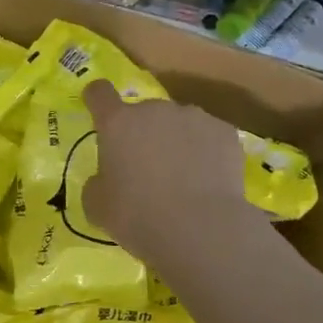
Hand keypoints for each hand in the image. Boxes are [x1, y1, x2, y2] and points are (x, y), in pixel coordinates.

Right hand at [83, 79, 250, 258]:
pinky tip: (207, 180)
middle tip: (145, 168)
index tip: (99, 111)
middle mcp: (155, 110)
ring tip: (182, 176)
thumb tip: (106, 180)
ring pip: (178, 123)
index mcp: (118, 122)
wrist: (201, 229)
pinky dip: (205, 152)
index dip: (97, 99)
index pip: (100, 93)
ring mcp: (193, 117)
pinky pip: (208, 137)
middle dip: (142, 132)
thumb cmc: (138, 216)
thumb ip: (97, 183)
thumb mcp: (98, 206)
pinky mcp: (225, 132)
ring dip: (174, 140)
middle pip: (143, 112)